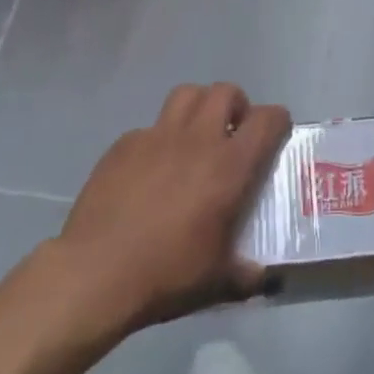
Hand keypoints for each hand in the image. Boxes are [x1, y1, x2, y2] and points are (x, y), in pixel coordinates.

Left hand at [57, 84, 290, 333]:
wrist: (95, 273)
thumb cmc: (167, 273)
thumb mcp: (217, 282)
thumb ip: (245, 274)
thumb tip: (260, 276)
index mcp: (229, 166)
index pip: (267, 119)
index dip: (277, 120)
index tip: (276, 133)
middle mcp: (197, 139)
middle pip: (225, 92)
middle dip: (236, 105)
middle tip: (232, 133)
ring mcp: (157, 136)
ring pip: (187, 94)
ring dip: (199, 107)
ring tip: (195, 136)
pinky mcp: (124, 144)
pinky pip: (149, 128)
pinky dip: (159, 139)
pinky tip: (150, 170)